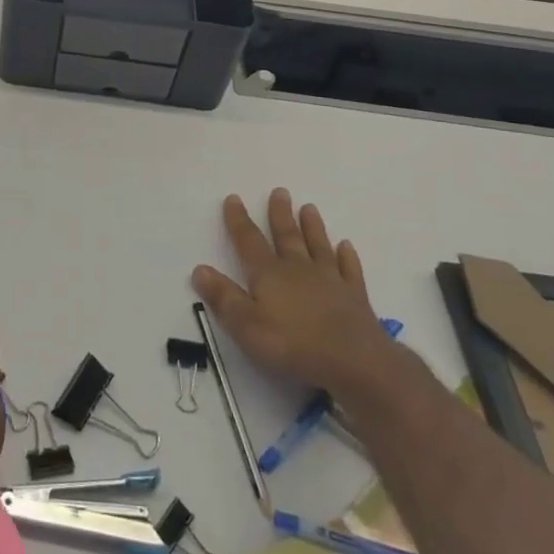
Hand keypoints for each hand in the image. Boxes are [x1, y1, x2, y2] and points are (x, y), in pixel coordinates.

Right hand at [191, 189, 394, 397]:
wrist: (355, 362)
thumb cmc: (292, 344)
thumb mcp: (246, 325)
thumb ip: (223, 297)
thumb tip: (199, 269)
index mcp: (269, 274)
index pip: (249, 241)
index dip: (239, 220)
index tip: (233, 198)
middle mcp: (298, 270)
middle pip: (287, 236)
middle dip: (280, 214)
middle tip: (280, 192)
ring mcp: (330, 281)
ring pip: (318, 246)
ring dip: (312, 227)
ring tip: (309, 207)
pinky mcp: (355, 297)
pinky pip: (350, 269)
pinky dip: (347, 256)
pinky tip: (346, 246)